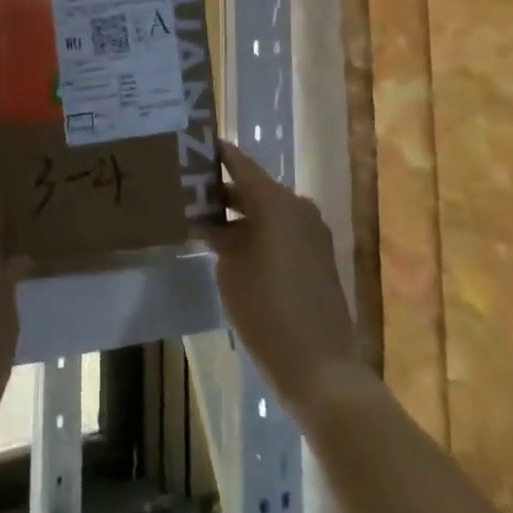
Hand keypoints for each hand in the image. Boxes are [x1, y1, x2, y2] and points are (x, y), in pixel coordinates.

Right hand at [203, 140, 364, 417]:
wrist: (321, 367)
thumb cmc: (266, 311)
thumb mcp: (230, 269)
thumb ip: (219, 236)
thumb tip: (211, 221)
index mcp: (275, 201)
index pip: (239, 163)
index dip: (217, 153)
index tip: (195, 144)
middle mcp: (297, 206)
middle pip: (255, 187)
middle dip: (224, 190)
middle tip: (191, 190)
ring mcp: (312, 232)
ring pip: (269, 210)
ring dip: (242, 214)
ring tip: (207, 222)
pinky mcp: (319, 256)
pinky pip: (283, 230)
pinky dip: (260, 232)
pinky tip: (236, 247)